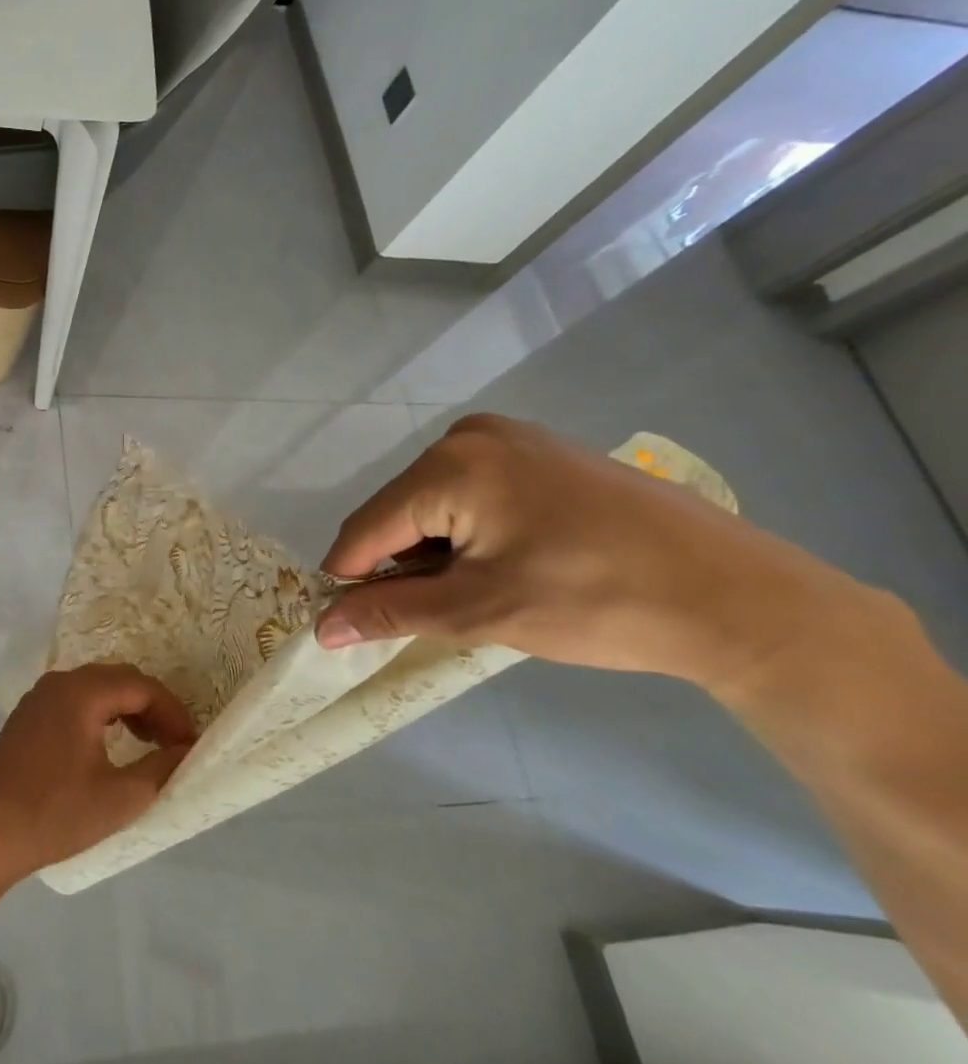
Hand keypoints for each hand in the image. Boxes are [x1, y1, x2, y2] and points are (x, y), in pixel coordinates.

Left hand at [0, 665, 196, 889]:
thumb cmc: (55, 813)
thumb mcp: (119, 797)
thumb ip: (161, 768)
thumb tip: (186, 751)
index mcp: (81, 692)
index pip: (140, 686)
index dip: (172, 711)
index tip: (189, 744)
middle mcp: (59, 683)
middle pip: (117, 679)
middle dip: (151, 707)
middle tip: (172, 743)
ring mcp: (38, 698)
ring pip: (94, 688)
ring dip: (125, 709)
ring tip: (147, 744)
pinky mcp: (27, 717)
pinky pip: (74, 701)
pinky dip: (100, 715)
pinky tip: (108, 745)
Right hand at [314, 414, 889, 695]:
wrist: (741, 598)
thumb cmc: (599, 602)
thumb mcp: (479, 612)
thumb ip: (390, 612)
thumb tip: (322, 628)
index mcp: (449, 465)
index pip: (366, 528)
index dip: (352, 580)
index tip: (351, 624)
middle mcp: (469, 436)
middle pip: (399, 513)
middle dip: (403, 565)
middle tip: (444, 614)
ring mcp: (511, 437)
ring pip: (434, 504)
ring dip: (437, 551)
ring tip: (485, 592)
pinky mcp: (542, 451)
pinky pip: (472, 492)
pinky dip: (470, 533)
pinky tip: (512, 564)